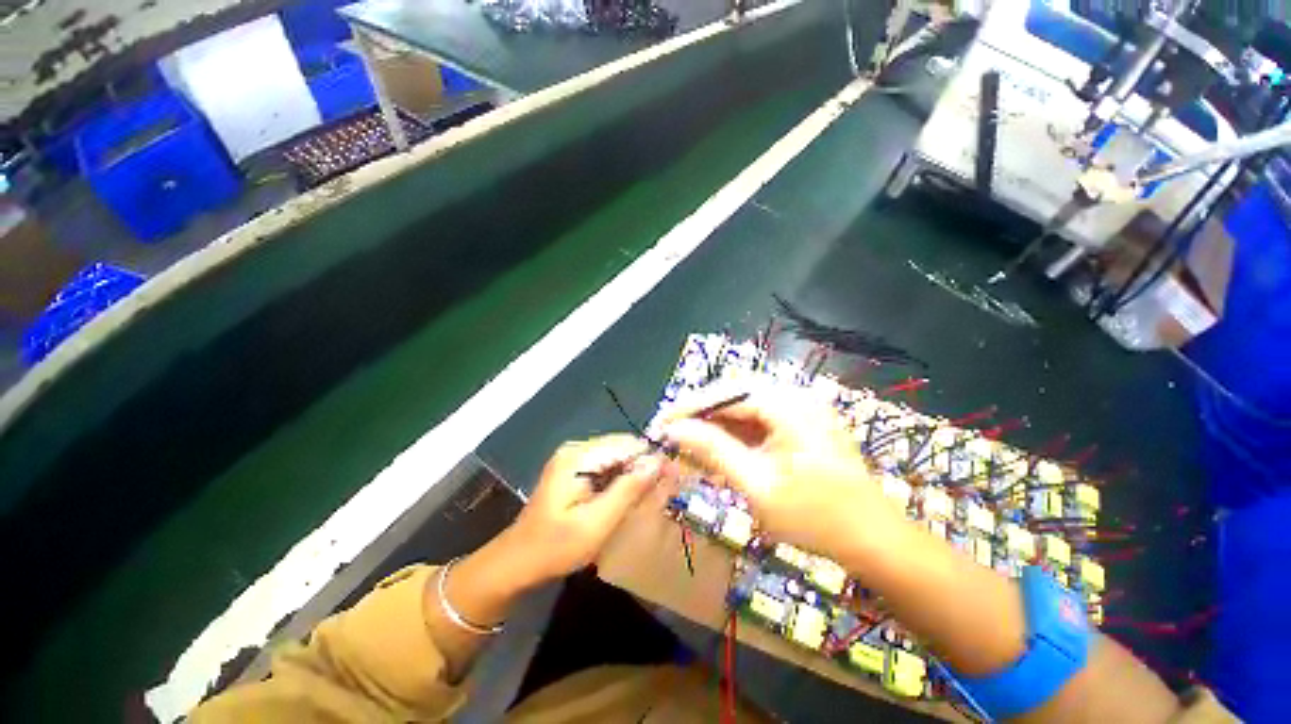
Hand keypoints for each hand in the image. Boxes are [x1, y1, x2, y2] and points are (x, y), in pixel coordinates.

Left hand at [502, 435, 664, 585]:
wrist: (517, 561)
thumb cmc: (555, 546)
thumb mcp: (596, 523)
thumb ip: (628, 490)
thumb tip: (658, 462)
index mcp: (579, 457)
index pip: (627, 445)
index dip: (651, 458)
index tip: (672, 478)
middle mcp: (577, 449)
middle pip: (622, 448)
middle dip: (643, 467)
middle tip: (662, 492)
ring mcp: (574, 458)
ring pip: (617, 457)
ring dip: (633, 475)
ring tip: (648, 497)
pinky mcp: (574, 469)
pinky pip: (607, 466)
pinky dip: (621, 480)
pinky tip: (627, 498)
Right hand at [660, 388, 901, 561]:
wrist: (875, 541)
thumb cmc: (817, 517)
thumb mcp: (757, 485)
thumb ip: (714, 450)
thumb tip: (675, 430)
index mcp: (790, 404)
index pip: (727, 393)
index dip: (690, 407)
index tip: (661, 423)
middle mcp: (796, 396)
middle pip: (734, 395)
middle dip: (701, 415)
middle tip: (673, 434)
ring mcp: (801, 410)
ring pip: (744, 408)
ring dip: (715, 425)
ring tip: (688, 445)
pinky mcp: (800, 425)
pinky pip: (758, 421)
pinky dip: (735, 435)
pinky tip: (717, 451)